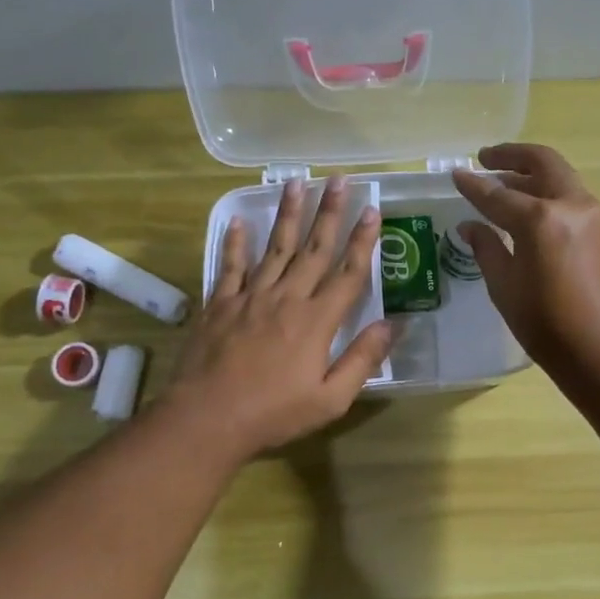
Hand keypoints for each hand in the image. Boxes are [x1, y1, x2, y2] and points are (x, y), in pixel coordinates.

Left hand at [164, 176, 392, 458]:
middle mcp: (287, 298)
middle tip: (339, 179)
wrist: (207, 419)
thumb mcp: (331, 399)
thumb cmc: (274, 414)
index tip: (373, 210)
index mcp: (317, 321)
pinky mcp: (220, 304)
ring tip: (297, 183)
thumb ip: (362, 359)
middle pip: (313, 249)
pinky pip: (230, 266)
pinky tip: (239, 221)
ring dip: (288, 214)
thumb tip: (392, 325)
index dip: (363, 241)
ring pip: (275, 247)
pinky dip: (235, 243)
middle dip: (330, 212)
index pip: (348, 273)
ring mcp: (250, 297)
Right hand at [451, 144, 599, 372]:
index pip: (498, 194)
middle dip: (511, 157)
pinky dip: (546, 192)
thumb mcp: (505, 286)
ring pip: (558, 177)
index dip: (473, 185)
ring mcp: (590, 215)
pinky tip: (526, 208)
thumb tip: (471, 226)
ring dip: (531, 174)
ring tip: (503, 183)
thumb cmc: (545, 323)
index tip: (455, 174)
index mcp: (540, 219)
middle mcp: (569, 205)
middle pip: (541, 163)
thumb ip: (486, 248)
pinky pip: (568, 196)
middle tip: (486, 159)